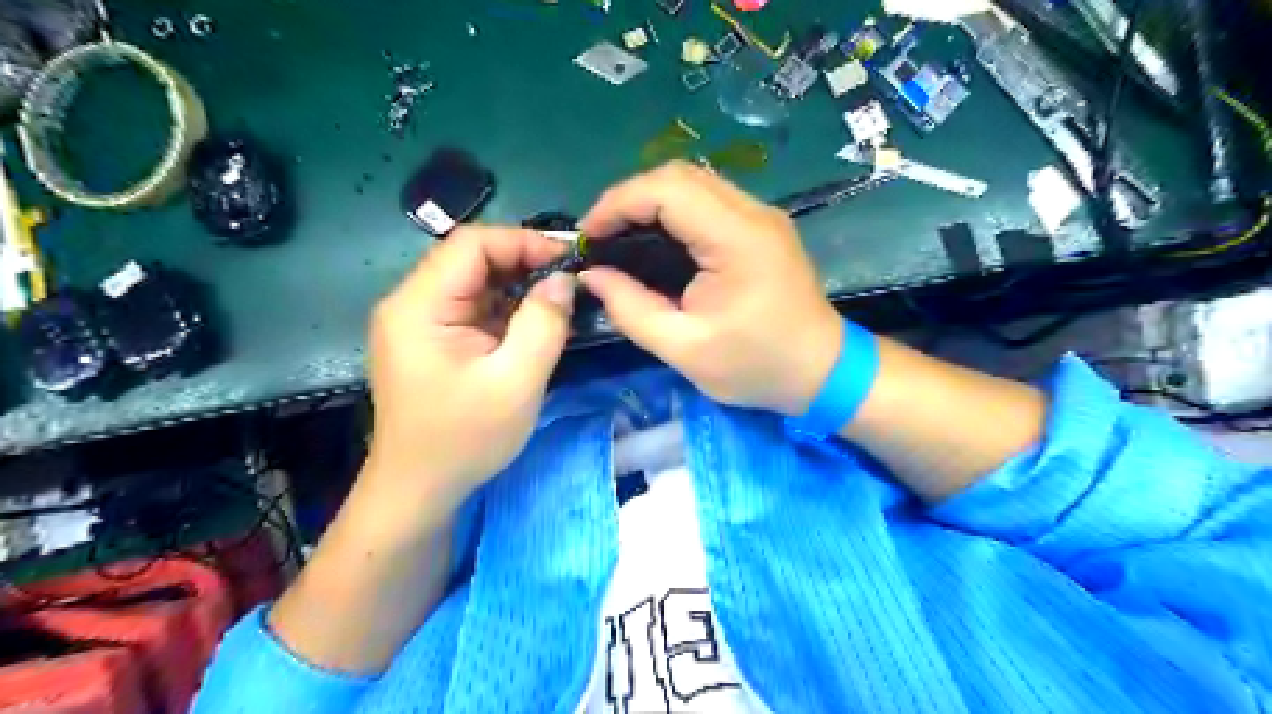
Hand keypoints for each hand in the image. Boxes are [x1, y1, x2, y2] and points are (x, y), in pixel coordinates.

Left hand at [360, 226, 573, 511]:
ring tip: (556, 303)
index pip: (470, 244)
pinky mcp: (428, 340)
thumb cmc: (464, 440)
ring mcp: (416, 322)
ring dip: (515, 287)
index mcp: (419, 306)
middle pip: (469, 259)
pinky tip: (531, 325)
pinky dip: (504, 309)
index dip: (522, 241)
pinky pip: (471, 308)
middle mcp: (410, 303)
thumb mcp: (516, 382)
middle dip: (522, 263)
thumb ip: (544, 323)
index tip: (567, 260)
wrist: (419, 490)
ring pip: (473, 283)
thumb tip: (563, 279)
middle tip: (567, 282)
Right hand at [584, 162, 840, 414]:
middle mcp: (753, 213)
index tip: (588, 237)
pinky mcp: (762, 226)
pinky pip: (709, 200)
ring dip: (650, 202)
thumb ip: (632, 309)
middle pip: (679, 175)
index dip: (618, 203)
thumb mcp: (684, 349)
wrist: (822, 371)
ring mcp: (761, 215)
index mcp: (737, 240)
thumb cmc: (757, 366)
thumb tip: (593, 275)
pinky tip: (656, 241)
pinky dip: (673, 211)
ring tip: (621, 238)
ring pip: (693, 182)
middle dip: (629, 199)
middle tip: (601, 238)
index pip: (667, 189)